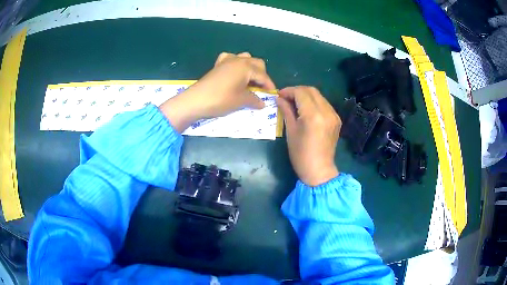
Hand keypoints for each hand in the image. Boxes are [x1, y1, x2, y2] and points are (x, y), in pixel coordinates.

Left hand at [160, 52, 275, 132]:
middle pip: (257, 63)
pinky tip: (234, 73)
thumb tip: (262, 103)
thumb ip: (254, 100)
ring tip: (249, 81)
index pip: (263, 75)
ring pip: (245, 58)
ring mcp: (226, 61)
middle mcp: (238, 60)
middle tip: (261, 89)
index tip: (272, 95)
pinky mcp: (217, 65)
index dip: (269, 85)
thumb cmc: (221, 99)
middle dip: (262, 75)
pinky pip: (230, 59)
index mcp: (246, 67)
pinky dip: (236, 64)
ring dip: (250, 68)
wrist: (196, 100)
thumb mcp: (241, 101)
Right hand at [277, 86, 340, 185]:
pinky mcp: (336, 119)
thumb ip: (286, 111)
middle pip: (311, 90)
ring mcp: (333, 115)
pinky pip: (324, 104)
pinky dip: (314, 102)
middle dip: (297, 91)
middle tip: (286, 97)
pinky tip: (307, 110)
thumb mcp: (291, 131)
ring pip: (319, 96)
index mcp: (313, 115)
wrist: (319, 170)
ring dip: (306, 96)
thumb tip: (279, 98)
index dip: (288, 91)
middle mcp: (326, 111)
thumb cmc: (300, 154)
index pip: (301, 93)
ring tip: (295, 103)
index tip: (279, 95)